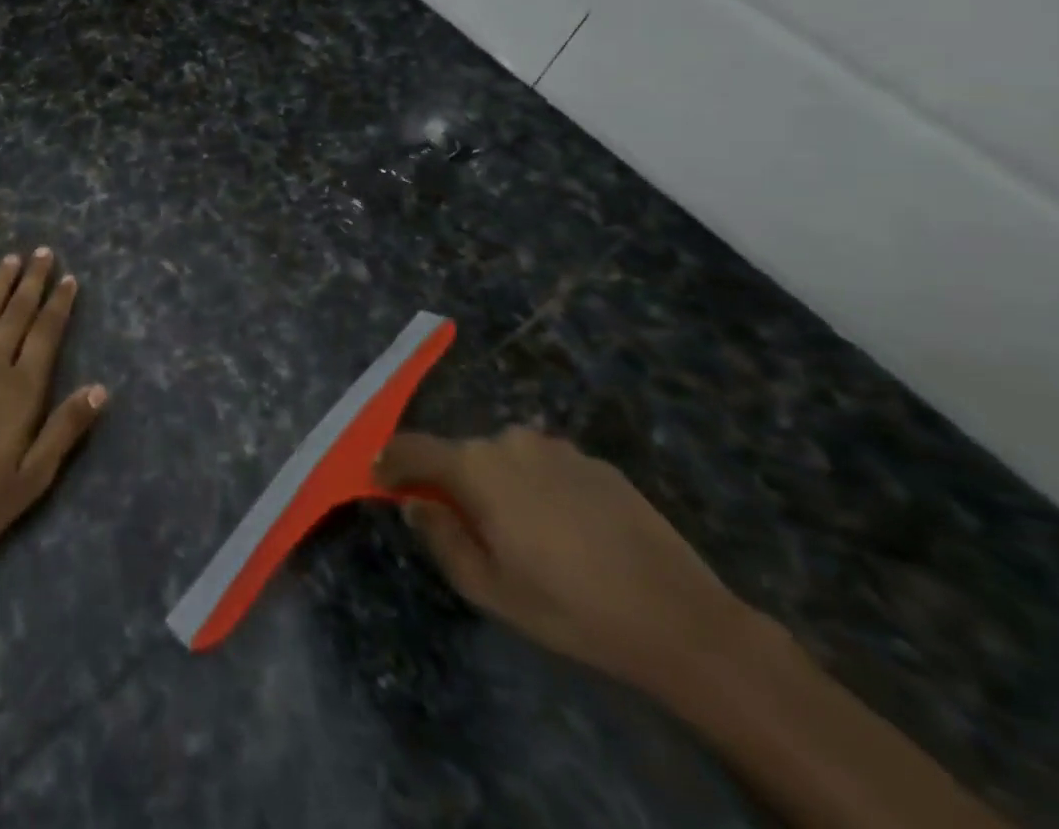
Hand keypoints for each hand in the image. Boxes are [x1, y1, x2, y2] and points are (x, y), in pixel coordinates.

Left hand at [0, 248, 107, 560]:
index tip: (69, 278)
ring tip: (12, 258)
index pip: (46, 334)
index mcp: (21, 390)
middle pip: (16, 313)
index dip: (59, 304)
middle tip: (43, 251)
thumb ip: (65, 429)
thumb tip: (100, 388)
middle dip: (32, 281)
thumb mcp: (32, 478)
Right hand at [376, 427, 756, 695]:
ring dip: (497, 484)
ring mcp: (554, 447)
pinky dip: (537, 487)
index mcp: (475, 467)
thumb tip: (417, 502)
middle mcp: (508, 441)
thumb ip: (440, 537)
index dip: (390, 461)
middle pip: (461, 454)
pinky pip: (545, 466)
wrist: (679, 618)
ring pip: (504, 459)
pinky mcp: (593, 460)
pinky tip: (565, 530)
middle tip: (463, 525)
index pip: (412, 447)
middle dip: (451, 481)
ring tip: (521, 533)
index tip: (379, 478)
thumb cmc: (569, 608)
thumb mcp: (489, 589)